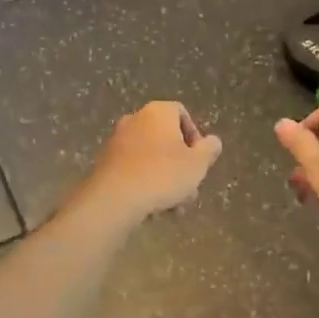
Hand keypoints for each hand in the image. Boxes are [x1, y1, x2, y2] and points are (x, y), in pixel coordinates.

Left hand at [79, 102, 223, 220]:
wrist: (115, 198)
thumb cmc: (162, 175)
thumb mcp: (197, 164)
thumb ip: (209, 149)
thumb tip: (213, 141)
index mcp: (158, 112)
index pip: (181, 113)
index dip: (195, 135)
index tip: (199, 159)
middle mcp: (135, 119)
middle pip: (166, 137)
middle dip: (180, 163)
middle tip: (189, 187)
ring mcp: (117, 140)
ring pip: (150, 156)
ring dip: (164, 176)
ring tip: (173, 205)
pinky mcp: (105, 161)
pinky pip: (133, 167)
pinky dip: (145, 181)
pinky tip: (152, 205)